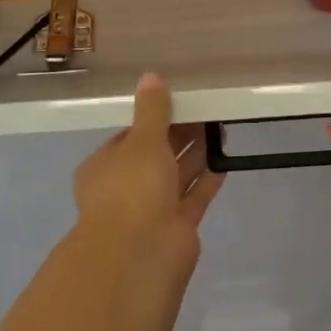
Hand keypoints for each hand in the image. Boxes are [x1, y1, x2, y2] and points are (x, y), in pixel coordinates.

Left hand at [73, 73, 223, 294]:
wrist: (140, 253)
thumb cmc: (132, 188)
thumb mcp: (142, 140)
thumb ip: (152, 111)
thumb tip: (151, 77)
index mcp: (105, 166)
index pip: (129, 136)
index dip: (153, 119)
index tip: (179, 101)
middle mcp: (125, 187)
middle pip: (155, 155)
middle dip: (179, 134)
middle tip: (208, 109)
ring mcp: (151, 209)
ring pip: (176, 175)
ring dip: (196, 153)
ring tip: (221, 126)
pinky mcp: (177, 226)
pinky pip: (194, 196)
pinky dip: (207, 178)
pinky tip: (225, 160)